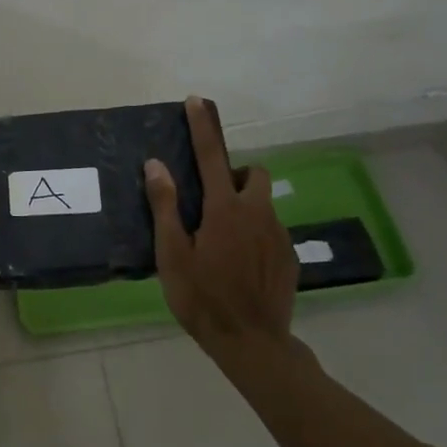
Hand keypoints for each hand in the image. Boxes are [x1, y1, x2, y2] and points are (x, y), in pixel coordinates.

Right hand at [144, 96, 299, 354]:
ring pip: (263, 203)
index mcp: (224, 209)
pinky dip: (255, 232)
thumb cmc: (202, 298)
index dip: (203, 126)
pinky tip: (239, 263)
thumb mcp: (173, 254)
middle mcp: (258, 213)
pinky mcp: (290, 257)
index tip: (197, 101)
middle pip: (253, 174)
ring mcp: (279, 236)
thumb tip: (156, 165)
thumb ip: (165, 206)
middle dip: (234, 174)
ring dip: (244, 205)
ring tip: (221, 238)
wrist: (252, 344)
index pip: (210, 155)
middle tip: (210, 199)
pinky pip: (271, 230)